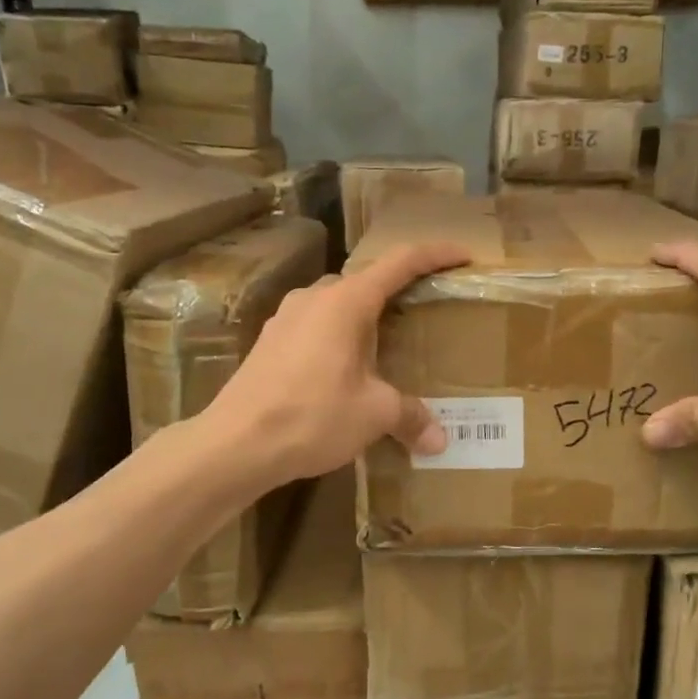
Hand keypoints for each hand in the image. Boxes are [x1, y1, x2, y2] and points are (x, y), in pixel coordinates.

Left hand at [201, 241, 469, 488]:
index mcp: (346, 301)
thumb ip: (410, 416)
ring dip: (364, 318)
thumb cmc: (313, 416)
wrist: (235, 443)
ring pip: (337, 304)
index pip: (400, 262)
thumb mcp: (373, 414)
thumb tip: (439, 439)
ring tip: (386, 348)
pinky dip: (338, 337)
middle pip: (366, 281)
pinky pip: (315, 327)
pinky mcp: (269, 342)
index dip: (435, 255)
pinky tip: (344, 372)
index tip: (462, 255)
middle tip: (424, 314)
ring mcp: (286, 318)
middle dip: (397, 292)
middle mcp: (314, 297)